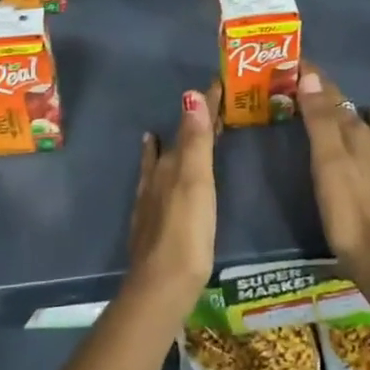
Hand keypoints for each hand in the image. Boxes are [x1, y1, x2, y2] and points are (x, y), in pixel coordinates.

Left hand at [127, 85, 220, 320]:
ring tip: (166, 130)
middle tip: (207, 104)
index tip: (218, 83)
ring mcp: (151, 201)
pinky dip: (154, 171)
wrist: (161, 286)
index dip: (204, 105)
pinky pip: (153, 184)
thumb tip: (190, 94)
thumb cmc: (186, 231)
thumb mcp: (196, 181)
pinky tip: (151, 175)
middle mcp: (157, 177)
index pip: (190, 125)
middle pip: (176, 142)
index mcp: (171, 164)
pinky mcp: (151, 223)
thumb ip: (195, 141)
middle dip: (190, 123)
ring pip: (161, 162)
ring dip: (169, 145)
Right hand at [297, 63, 369, 311]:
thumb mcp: (327, 162)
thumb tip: (311, 75)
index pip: (330, 92)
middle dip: (320, 91)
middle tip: (292, 82)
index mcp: (354, 130)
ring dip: (337, 108)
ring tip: (317, 102)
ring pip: (356, 119)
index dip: (311, 76)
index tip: (288, 62)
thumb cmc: (348, 209)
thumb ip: (319, 119)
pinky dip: (367, 123)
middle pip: (342, 105)